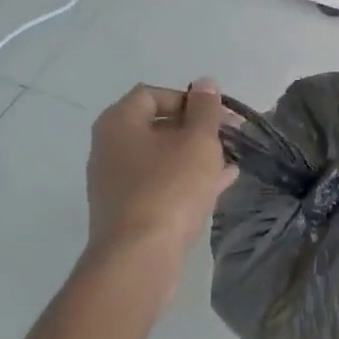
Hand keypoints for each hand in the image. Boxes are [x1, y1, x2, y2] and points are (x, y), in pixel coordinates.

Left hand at [86, 80, 237, 253]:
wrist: (139, 255)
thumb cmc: (170, 188)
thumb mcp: (198, 142)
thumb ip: (205, 110)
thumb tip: (205, 82)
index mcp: (119, 122)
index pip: (153, 94)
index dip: (189, 99)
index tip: (218, 116)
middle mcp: (109, 147)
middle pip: (157, 125)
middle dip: (196, 129)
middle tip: (229, 138)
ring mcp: (115, 181)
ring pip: (161, 157)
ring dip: (195, 156)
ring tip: (229, 162)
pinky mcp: (127, 209)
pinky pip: (160, 183)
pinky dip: (186, 179)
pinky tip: (219, 184)